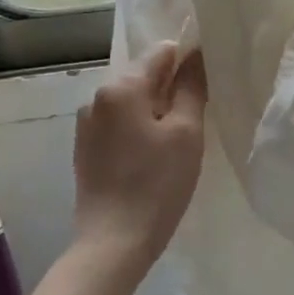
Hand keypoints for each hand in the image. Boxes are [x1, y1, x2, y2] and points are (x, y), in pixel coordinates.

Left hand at [72, 43, 208, 272]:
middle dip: (172, 89)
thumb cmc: (157, 184)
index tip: (208, 87)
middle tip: (197, 119)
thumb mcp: (186, 132)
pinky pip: (119, 123)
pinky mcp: (85, 148)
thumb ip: (191, 87)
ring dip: (156, 111)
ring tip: (176, 142)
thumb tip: (196, 54)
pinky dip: (139, 129)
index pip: (162, 52)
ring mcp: (87, 124)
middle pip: (145, 75)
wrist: (113, 242)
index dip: (189, 62)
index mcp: (121, 87)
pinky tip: (152, 157)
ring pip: (132, 102)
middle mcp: (97, 97)